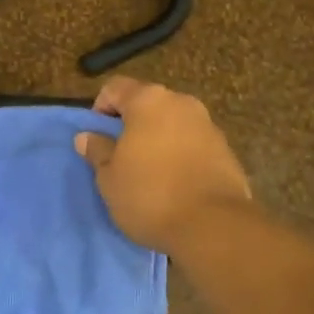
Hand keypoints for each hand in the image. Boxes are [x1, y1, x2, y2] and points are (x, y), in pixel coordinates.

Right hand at [75, 76, 252, 252]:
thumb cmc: (149, 195)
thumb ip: (98, 151)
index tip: (97, 139)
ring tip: (149, 174)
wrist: (212, 226)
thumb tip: (87, 136)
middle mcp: (181, 103)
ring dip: (158, 140)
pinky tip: (175, 184)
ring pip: (173, 124)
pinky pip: (193, 144)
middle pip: (147, 104)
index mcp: (148, 101)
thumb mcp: (110, 178)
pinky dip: (181, 155)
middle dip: (132, 125)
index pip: (115, 88)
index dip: (100, 109)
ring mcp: (208, 125)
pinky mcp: (226, 150)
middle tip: (121, 157)